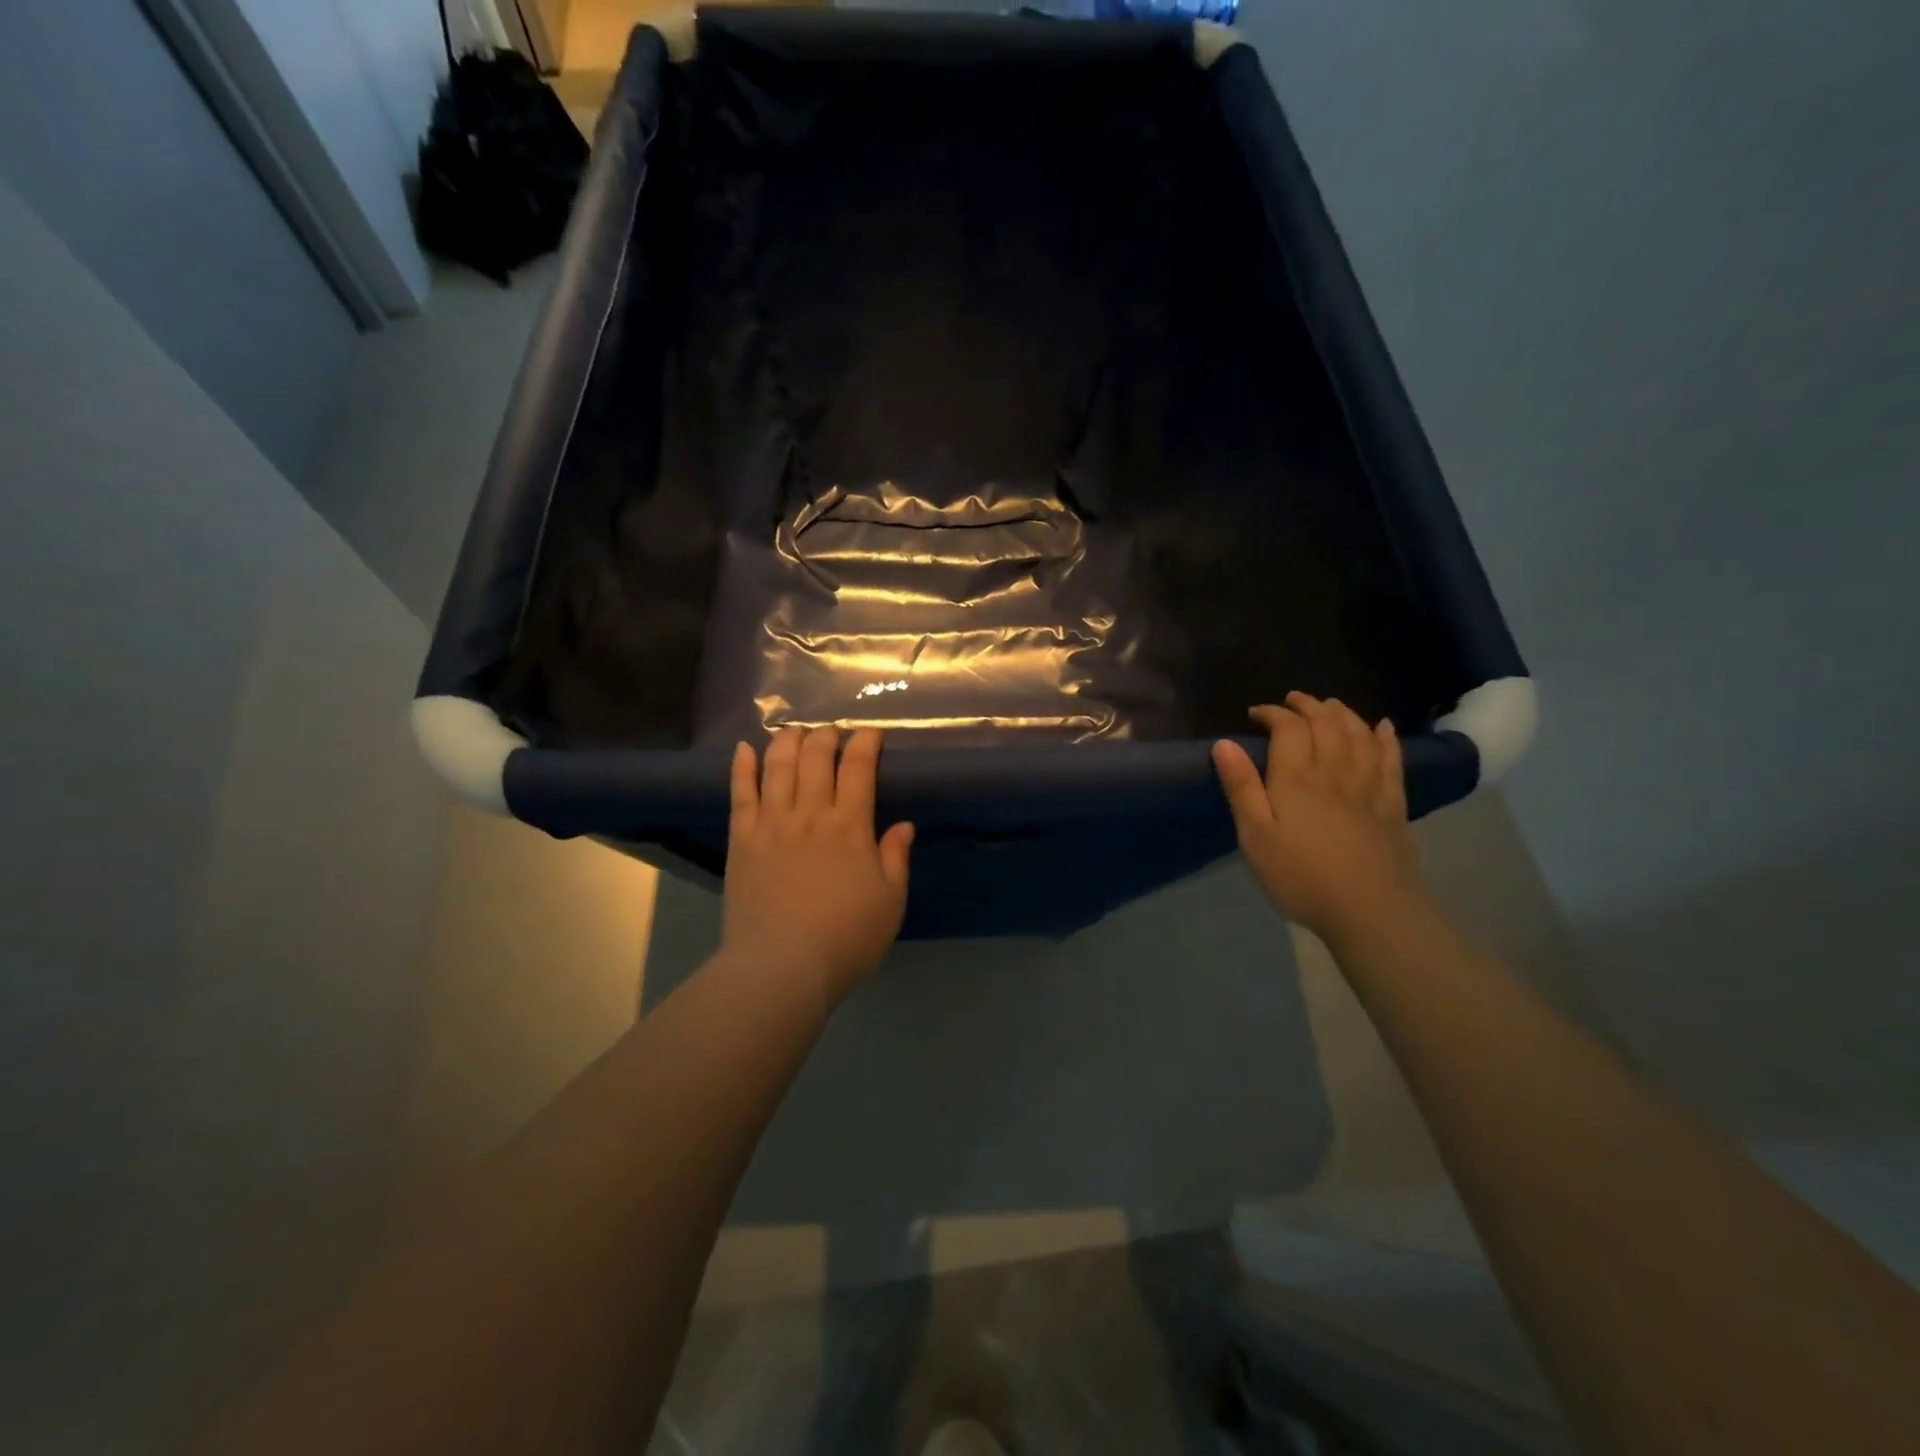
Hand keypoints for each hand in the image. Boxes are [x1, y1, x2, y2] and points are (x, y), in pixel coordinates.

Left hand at [721, 726, 914, 1011]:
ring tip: (794, 731)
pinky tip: (745, 749)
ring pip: (778, 767)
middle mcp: (810, 814)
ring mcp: (772, 824)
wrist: (782, 967)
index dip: (865, 744)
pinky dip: (742, 768)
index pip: (859, 769)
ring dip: (788, 742)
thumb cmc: (846, 938)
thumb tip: (903, 824)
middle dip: (826, 737)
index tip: (870, 733)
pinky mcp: (741, 840)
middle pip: (816, 759)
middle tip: (832, 732)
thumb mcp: (890, 902)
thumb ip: (896, 859)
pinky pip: (740, 794)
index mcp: (850, 827)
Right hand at [1212, 693, 1424, 942]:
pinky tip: (1382, 727)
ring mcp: (1368, 787)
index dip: (1273, 714)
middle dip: (1309, 706)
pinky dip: (1385, 739)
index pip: (1288, 729)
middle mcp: (1334, 772)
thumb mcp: (1255, 836)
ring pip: (1359, 736)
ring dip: (1343, 714)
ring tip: (1330, 705)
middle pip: (1326, 724)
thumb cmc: (1300, 876)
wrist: (1370, 911)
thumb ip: (1241, 788)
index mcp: (1296, 779)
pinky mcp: (1392, 806)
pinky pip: (1390, 761)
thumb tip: (1224, 742)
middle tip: (1293, 700)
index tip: (1256, 713)